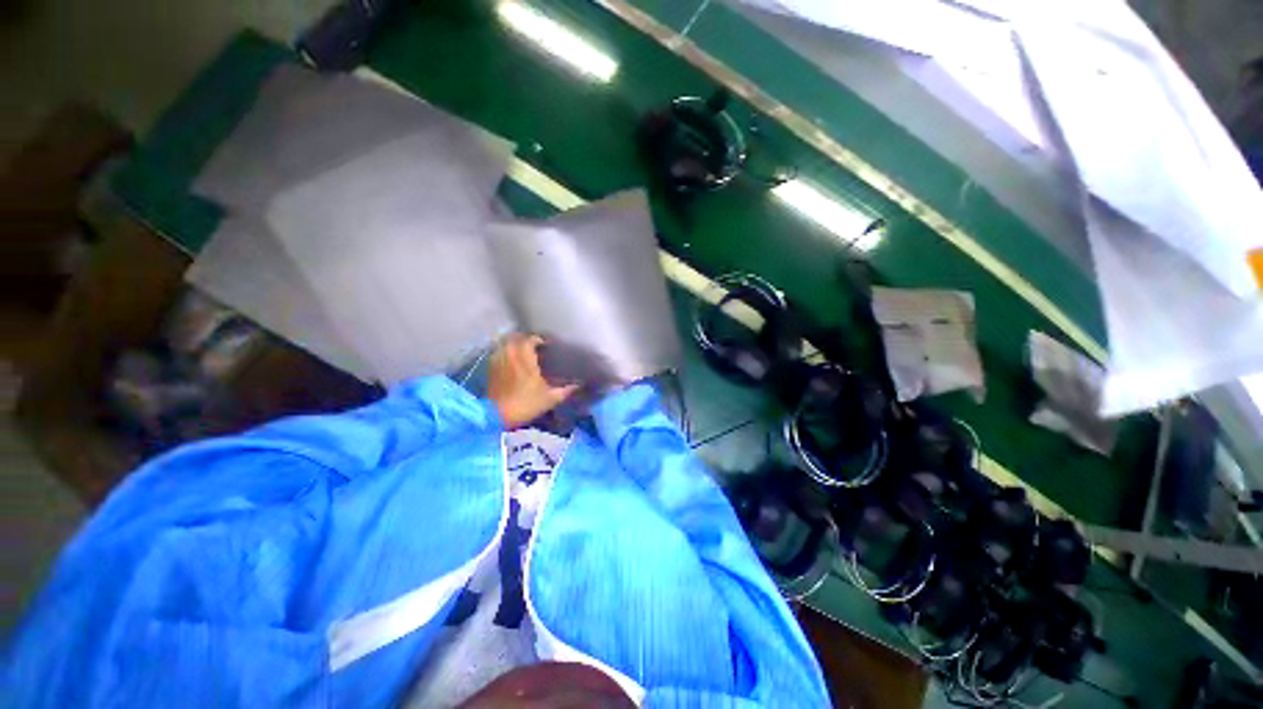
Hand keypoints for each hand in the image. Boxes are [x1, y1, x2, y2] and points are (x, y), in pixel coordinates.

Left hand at [488, 334, 577, 428]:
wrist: (496, 416)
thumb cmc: (526, 404)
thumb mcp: (550, 399)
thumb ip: (565, 390)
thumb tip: (579, 385)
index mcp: (526, 358)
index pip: (531, 339)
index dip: (539, 340)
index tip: (547, 346)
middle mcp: (511, 355)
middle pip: (516, 338)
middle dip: (526, 340)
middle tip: (535, 347)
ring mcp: (499, 360)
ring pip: (506, 344)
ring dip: (515, 345)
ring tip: (523, 352)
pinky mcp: (491, 368)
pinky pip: (498, 353)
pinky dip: (506, 353)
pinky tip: (512, 362)